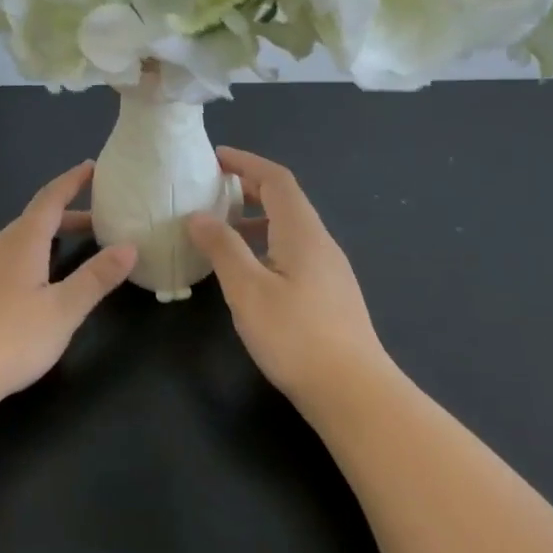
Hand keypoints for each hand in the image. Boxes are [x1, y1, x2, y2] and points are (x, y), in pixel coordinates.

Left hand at [0, 161, 136, 411]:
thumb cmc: (10, 340)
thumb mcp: (63, 311)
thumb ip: (96, 278)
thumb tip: (129, 246)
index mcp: (20, 243)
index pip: (49, 200)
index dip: (71, 182)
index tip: (91, 166)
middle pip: (32, 222)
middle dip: (65, 219)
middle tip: (96, 226)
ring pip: (12, 243)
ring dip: (41, 242)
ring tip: (64, 257)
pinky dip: (19, 261)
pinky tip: (22, 289)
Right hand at [188, 147, 389, 409]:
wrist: (355, 394)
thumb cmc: (296, 336)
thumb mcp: (247, 289)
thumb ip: (222, 247)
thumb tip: (198, 216)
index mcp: (302, 232)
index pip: (276, 179)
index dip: (245, 163)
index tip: (214, 158)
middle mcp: (320, 243)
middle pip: (284, 200)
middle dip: (247, 188)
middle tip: (209, 191)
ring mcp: (329, 270)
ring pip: (288, 228)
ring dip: (254, 218)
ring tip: (219, 230)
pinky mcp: (329, 294)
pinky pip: (293, 251)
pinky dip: (265, 244)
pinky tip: (246, 270)